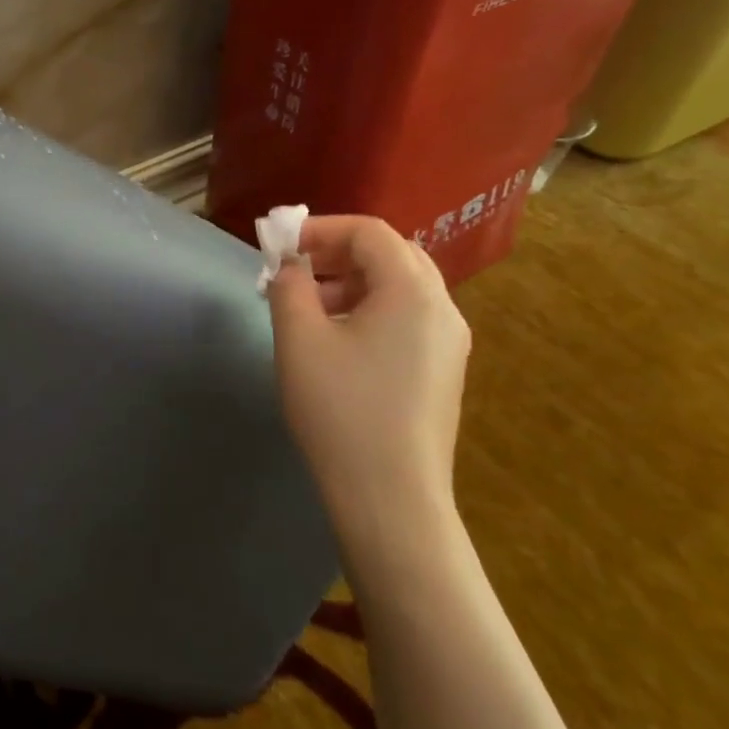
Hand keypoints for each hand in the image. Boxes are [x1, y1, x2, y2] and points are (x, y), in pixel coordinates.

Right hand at [266, 216, 471, 557]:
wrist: (391, 499)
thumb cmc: (340, 410)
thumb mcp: (299, 339)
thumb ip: (289, 285)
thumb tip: (291, 265)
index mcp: (413, 291)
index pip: (369, 232)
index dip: (320, 229)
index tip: (279, 247)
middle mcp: (442, 308)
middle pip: (390, 255)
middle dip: (336, 254)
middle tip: (293, 272)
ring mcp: (449, 343)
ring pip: (399, 288)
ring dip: (350, 284)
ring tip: (307, 310)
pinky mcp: (443, 372)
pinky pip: (407, 319)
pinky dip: (369, 311)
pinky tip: (336, 343)